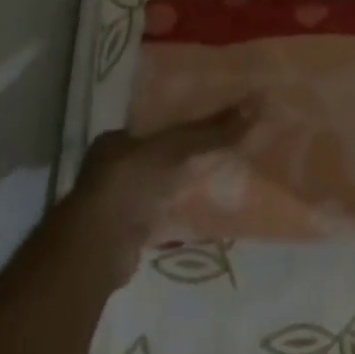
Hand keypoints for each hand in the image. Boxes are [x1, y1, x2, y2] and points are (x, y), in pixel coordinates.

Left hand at [64, 102, 256, 285]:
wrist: (98, 248)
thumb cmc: (130, 183)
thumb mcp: (175, 148)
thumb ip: (212, 131)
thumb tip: (256, 105)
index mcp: (115, 140)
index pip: (154, 124)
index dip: (182, 120)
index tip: (211, 118)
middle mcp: (111, 168)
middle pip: (158, 154)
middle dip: (186, 152)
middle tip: (223, 144)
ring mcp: (118, 203)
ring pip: (160, 184)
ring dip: (183, 181)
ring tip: (221, 172)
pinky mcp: (128, 233)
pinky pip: (162, 212)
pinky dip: (180, 208)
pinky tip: (203, 206)